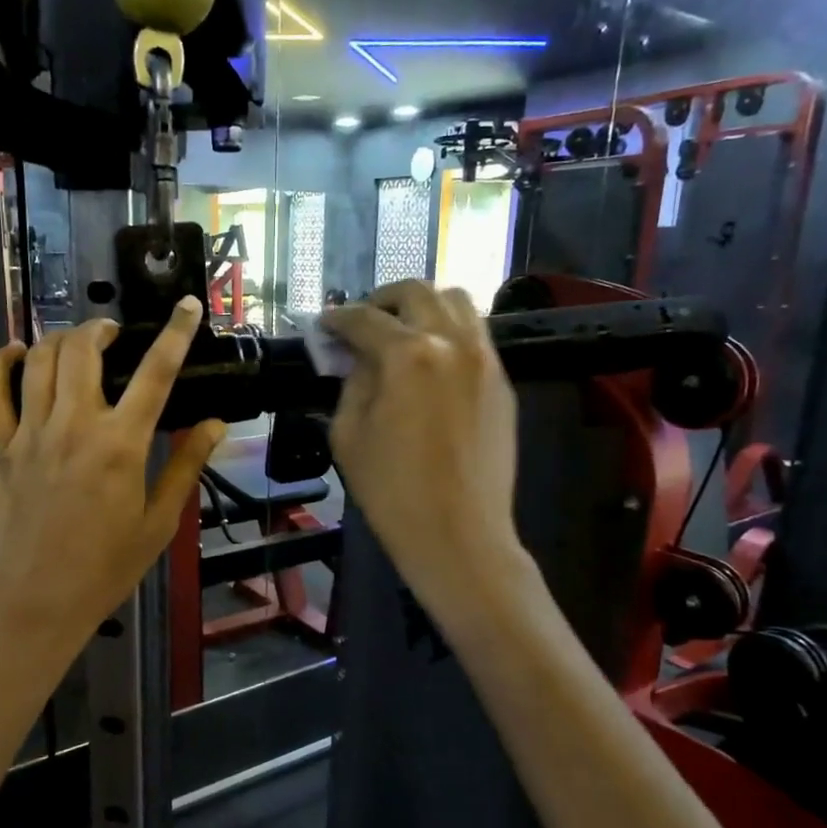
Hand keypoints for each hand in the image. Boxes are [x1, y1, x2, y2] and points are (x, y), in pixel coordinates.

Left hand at [0, 297, 224, 648]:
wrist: (35, 604)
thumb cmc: (105, 569)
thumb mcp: (159, 522)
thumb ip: (185, 466)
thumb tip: (215, 424)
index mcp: (121, 445)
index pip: (155, 373)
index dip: (175, 333)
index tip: (186, 305)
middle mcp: (74, 426)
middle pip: (84, 350)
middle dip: (102, 328)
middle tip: (115, 333)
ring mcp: (30, 433)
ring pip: (39, 361)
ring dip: (60, 338)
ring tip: (78, 341)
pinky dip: (0, 363)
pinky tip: (16, 353)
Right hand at [325, 281, 521, 601]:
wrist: (459, 535)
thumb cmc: (392, 492)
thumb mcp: (349, 436)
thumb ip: (352, 383)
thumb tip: (358, 359)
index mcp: (408, 356)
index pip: (365, 319)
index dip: (337, 319)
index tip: (324, 325)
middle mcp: (452, 343)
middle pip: (417, 292)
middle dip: (382, 299)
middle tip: (362, 321)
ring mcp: (485, 359)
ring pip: (457, 303)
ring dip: (423, 306)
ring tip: (402, 331)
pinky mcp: (502, 382)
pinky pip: (476, 335)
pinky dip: (449, 332)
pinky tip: (432, 361)